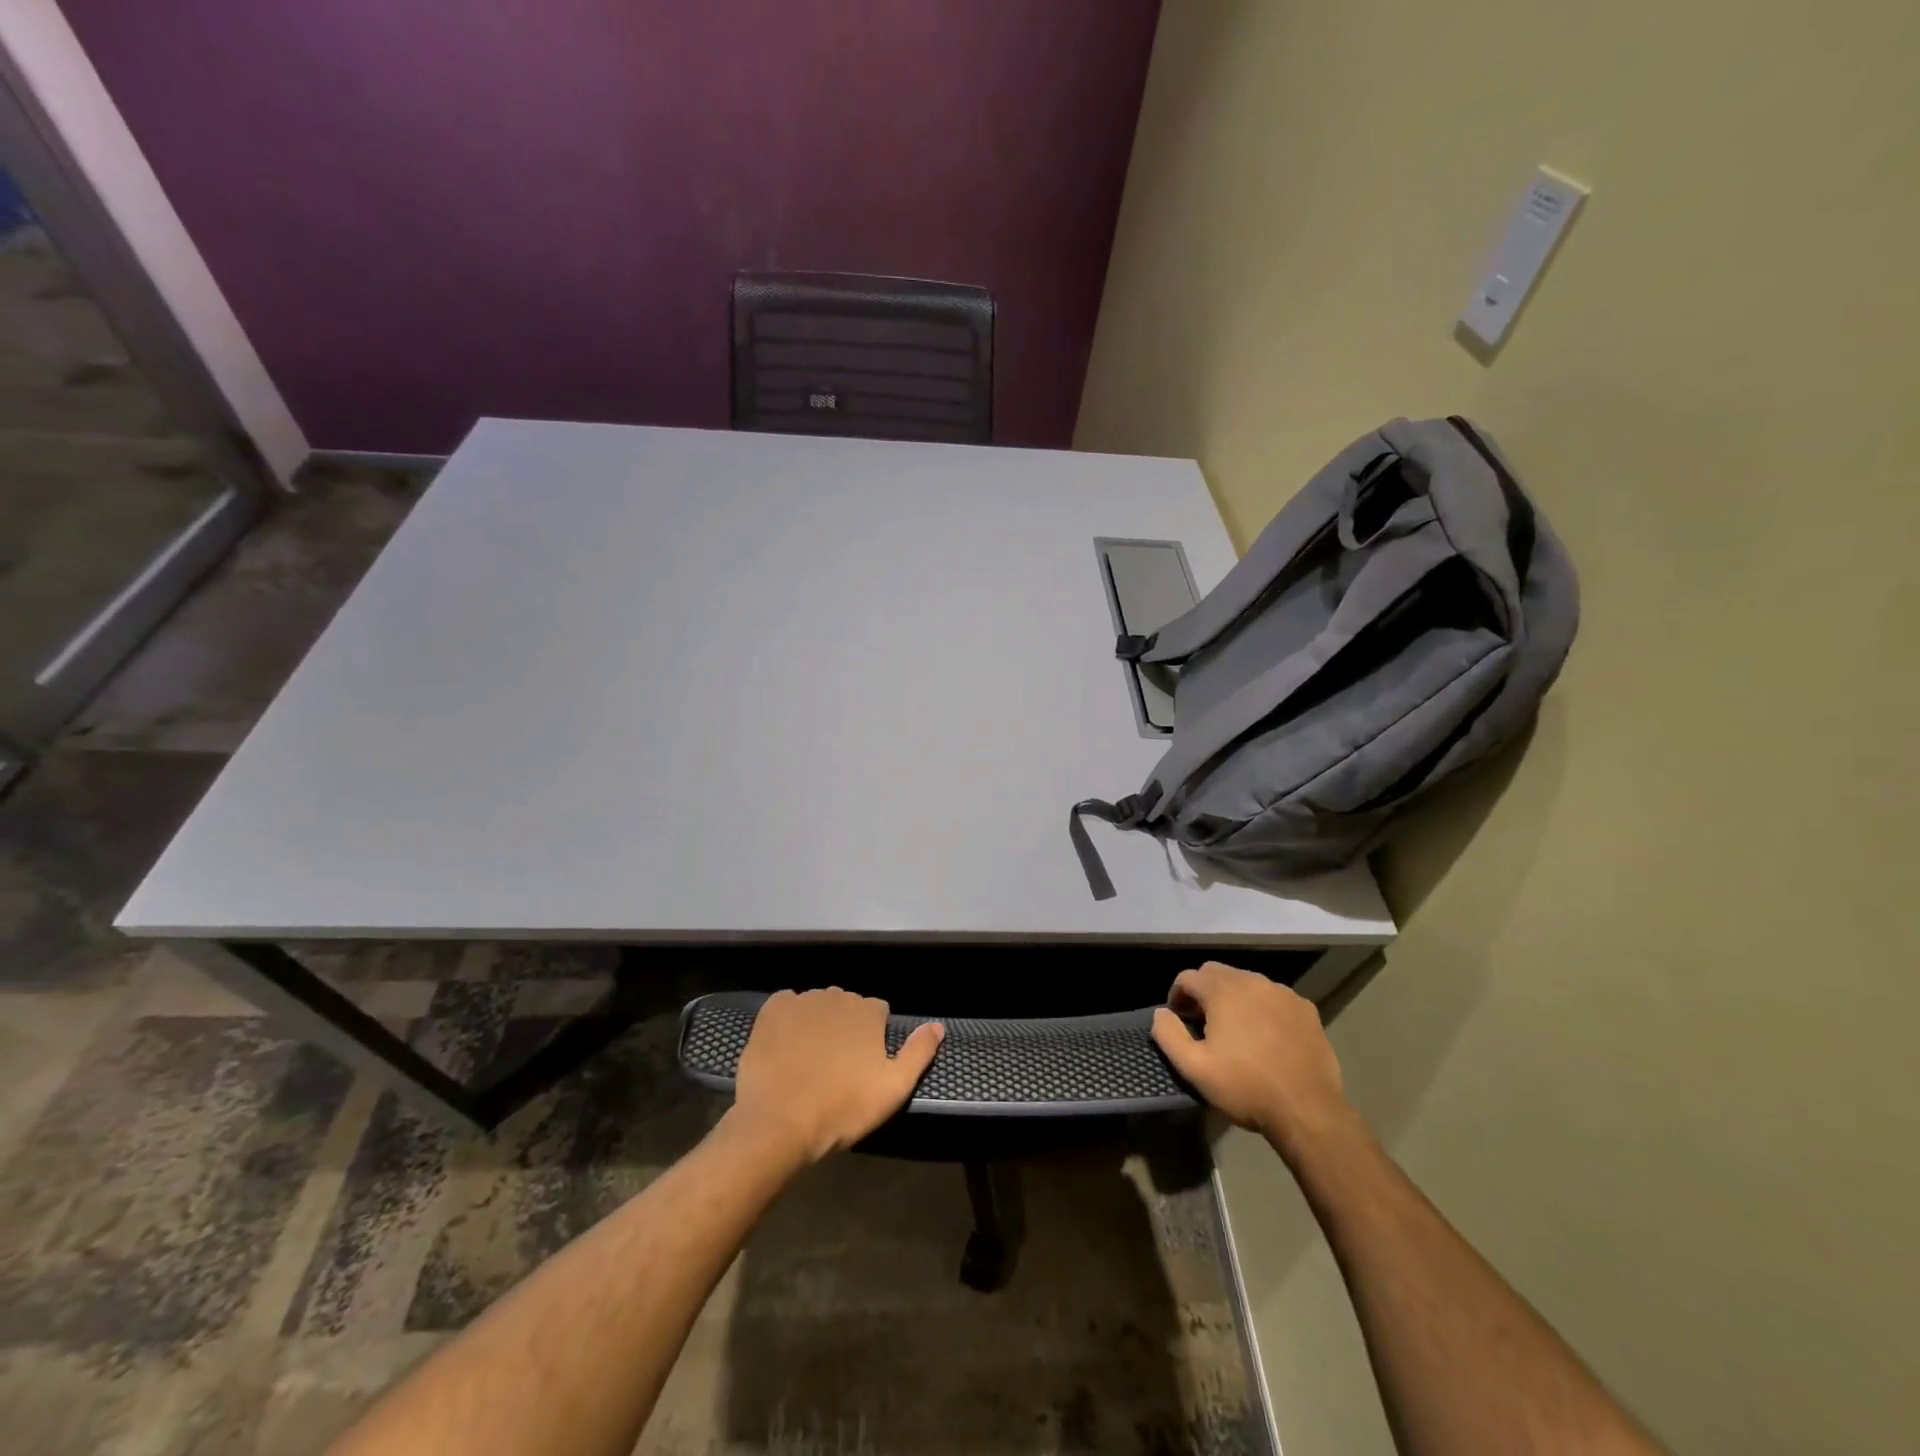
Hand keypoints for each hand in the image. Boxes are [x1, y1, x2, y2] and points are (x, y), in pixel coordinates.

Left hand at [730, 988, 943, 1163]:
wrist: (778, 1122)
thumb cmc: (841, 1108)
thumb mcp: (893, 1089)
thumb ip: (919, 1053)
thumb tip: (937, 1026)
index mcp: (868, 1011)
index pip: (878, 1012)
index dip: (872, 1037)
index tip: (863, 1065)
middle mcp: (837, 996)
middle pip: (847, 1006)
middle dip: (845, 1028)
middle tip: (836, 1066)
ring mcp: (803, 1000)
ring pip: (817, 1005)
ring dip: (817, 1023)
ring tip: (808, 1060)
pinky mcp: (772, 1010)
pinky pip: (786, 1004)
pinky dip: (788, 1019)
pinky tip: (785, 1045)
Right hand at [1151, 962, 1350, 1151]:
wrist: (1308, 1110)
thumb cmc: (1246, 1088)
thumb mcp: (1195, 1068)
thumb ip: (1168, 1035)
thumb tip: (1161, 1013)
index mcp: (1223, 991)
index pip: (1188, 977)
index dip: (1177, 996)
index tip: (1179, 1020)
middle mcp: (1252, 982)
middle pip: (1217, 972)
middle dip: (1204, 991)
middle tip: (1203, 1022)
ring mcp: (1283, 993)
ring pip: (1247, 982)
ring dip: (1233, 997)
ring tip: (1234, 1028)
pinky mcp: (1305, 1009)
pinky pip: (1274, 997)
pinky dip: (1262, 1007)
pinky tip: (1266, 1035)